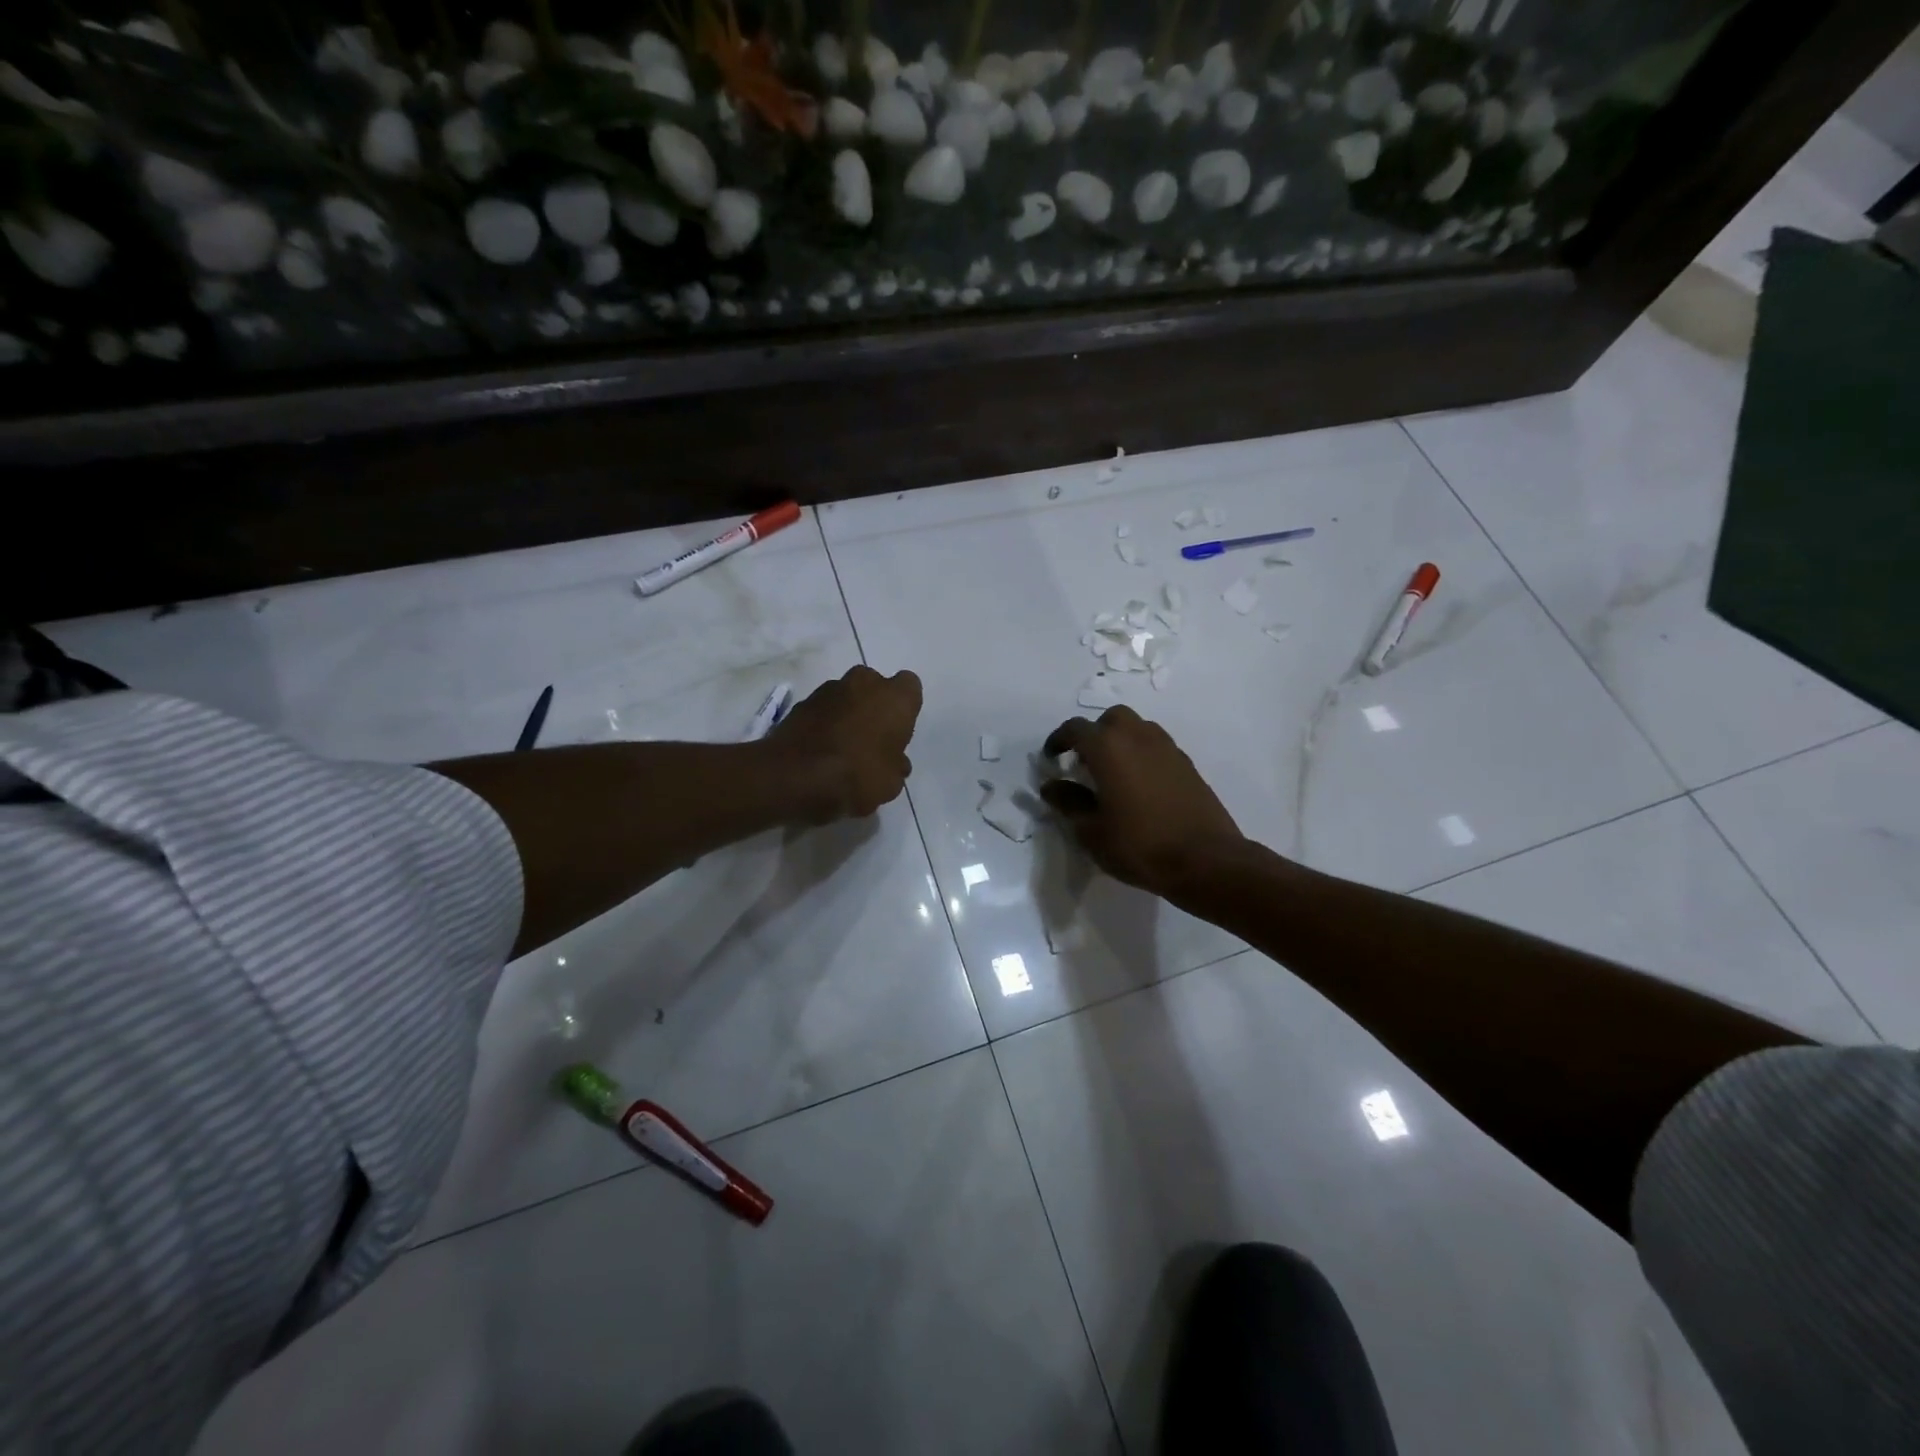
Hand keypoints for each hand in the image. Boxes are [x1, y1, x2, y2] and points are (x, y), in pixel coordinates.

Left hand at [765, 666, 922, 823]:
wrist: (793, 777)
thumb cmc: (856, 776)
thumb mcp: (891, 784)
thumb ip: (896, 766)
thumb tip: (895, 762)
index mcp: (894, 698)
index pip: (910, 687)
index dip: (905, 709)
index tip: (898, 732)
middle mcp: (865, 683)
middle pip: (876, 687)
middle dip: (875, 706)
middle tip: (872, 738)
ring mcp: (830, 689)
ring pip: (848, 696)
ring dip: (848, 713)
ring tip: (843, 747)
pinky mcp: (802, 702)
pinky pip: (824, 709)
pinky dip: (825, 723)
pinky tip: (821, 750)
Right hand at [1040, 706, 1246, 899]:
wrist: (1205, 860)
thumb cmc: (1139, 845)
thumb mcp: (1092, 831)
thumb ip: (1069, 803)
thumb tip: (1052, 786)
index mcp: (1108, 748)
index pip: (1075, 729)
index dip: (1058, 740)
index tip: (1051, 758)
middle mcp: (1138, 737)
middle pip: (1111, 719)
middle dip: (1094, 734)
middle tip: (1085, 763)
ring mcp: (1168, 749)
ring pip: (1138, 729)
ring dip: (1120, 742)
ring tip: (1112, 774)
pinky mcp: (1187, 765)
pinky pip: (1157, 747)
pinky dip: (1142, 756)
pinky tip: (1139, 787)